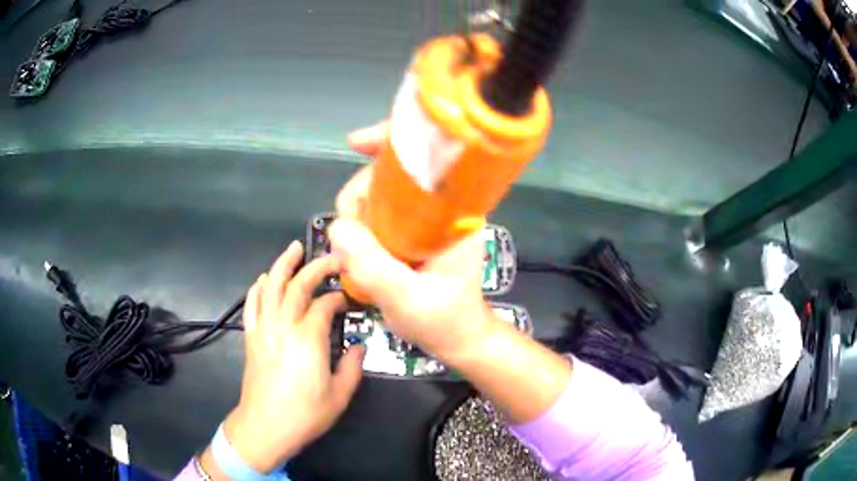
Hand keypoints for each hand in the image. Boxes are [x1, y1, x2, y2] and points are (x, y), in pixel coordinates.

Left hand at [201, 241, 363, 476]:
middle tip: (331, 257)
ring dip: (282, 265)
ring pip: (270, 287)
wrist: (265, 426)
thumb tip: (358, 348)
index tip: (348, 300)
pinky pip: (252, 305)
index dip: (338, 298)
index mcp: (308, 340)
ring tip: (294, 248)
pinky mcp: (251, 337)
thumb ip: (353, 367)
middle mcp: (284, 326)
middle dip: (315, 266)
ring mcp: (264, 329)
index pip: (324, 305)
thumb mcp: (340, 396)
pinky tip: (263, 278)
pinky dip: (257, 288)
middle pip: (297, 286)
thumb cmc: (305, 414)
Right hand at [328, 123, 497, 361]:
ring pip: (380, 195)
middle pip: (391, 173)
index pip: (427, 155)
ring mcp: (425, 219)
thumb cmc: (444, 320)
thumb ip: (374, 266)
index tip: (355, 143)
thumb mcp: (409, 299)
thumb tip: (336, 227)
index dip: (391, 139)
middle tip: (347, 231)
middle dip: (359, 192)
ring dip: (356, 213)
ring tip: (351, 249)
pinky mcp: (412, 232)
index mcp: (454, 211)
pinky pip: (378, 214)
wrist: (459, 339)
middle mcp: (440, 206)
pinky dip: (360, 225)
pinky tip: (355, 248)